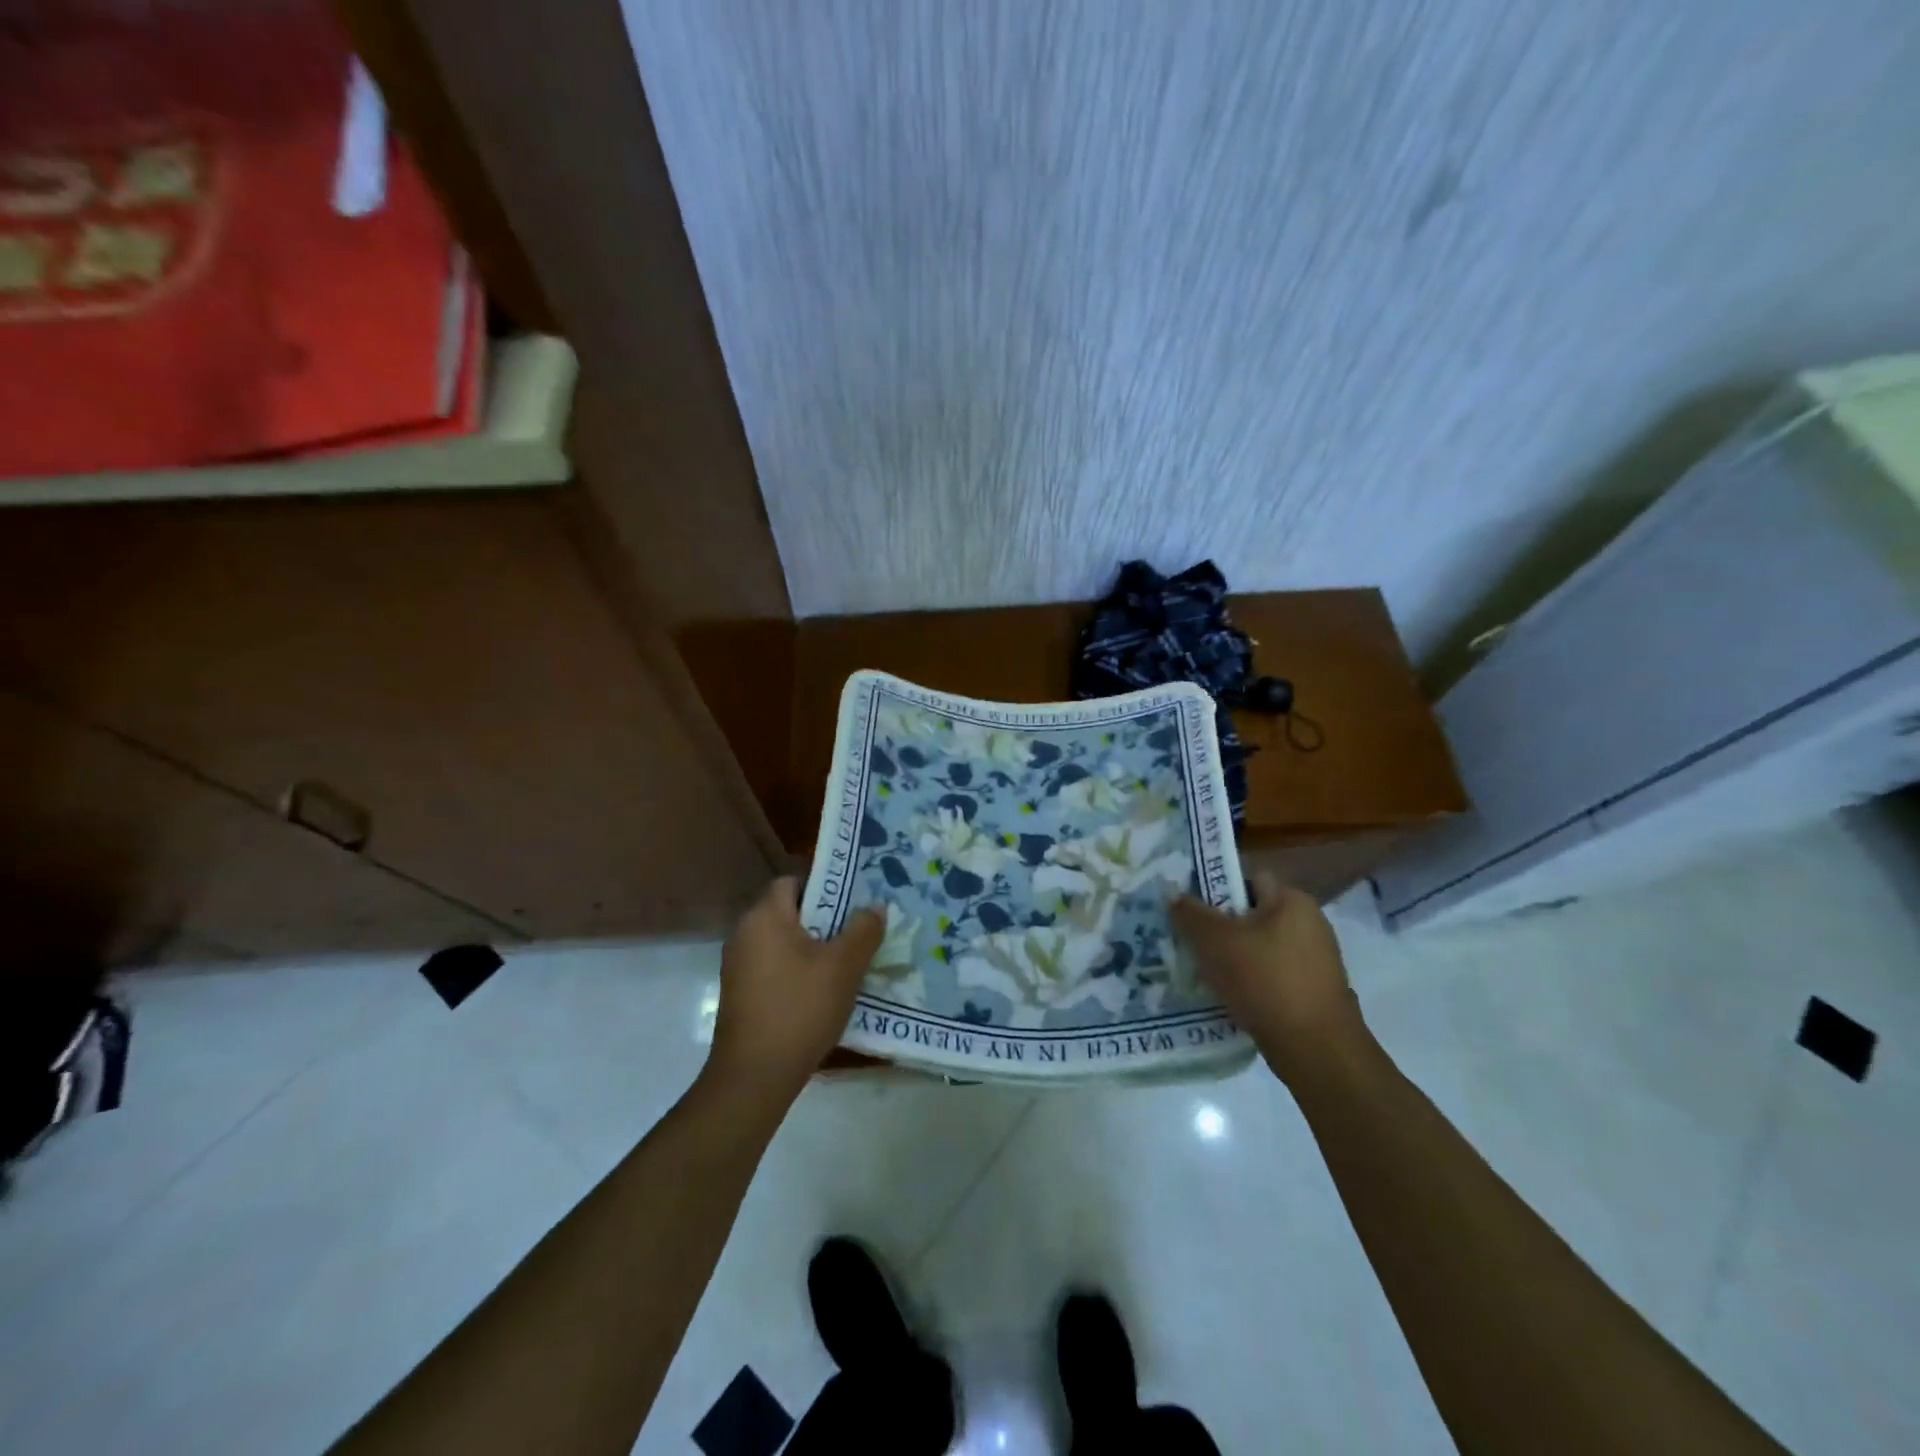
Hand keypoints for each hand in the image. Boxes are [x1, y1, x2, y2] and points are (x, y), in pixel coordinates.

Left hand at [704, 878, 883, 1103]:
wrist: (754, 1075)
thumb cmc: (800, 1008)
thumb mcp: (844, 966)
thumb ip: (863, 930)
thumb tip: (875, 906)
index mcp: (765, 916)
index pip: (793, 881)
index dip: (825, 886)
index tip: (854, 901)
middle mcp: (744, 933)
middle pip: (789, 912)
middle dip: (825, 919)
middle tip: (858, 931)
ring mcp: (738, 966)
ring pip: (783, 942)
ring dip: (813, 948)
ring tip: (847, 962)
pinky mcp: (739, 993)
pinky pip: (774, 967)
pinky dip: (797, 970)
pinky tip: (823, 991)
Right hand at [1170, 874, 1367, 1083]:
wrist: (1316, 1050)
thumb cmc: (1265, 981)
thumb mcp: (1214, 941)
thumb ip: (1189, 913)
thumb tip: (1173, 892)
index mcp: (1293, 900)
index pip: (1247, 879)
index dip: (1215, 888)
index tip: (1189, 909)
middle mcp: (1310, 923)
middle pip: (1252, 914)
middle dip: (1221, 927)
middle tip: (1189, 941)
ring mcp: (1316, 960)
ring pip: (1261, 947)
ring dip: (1234, 957)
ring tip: (1203, 972)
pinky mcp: (1315, 991)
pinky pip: (1272, 975)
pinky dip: (1251, 982)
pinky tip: (1229, 997)